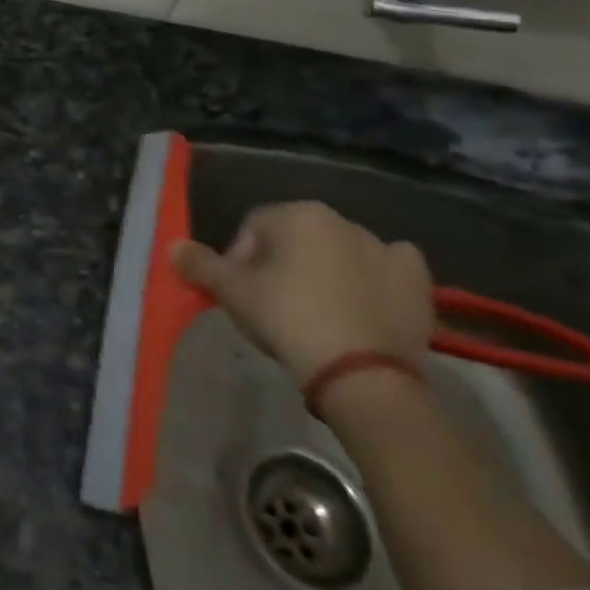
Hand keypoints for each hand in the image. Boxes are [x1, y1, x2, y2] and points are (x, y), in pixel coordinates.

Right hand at [170, 200, 432, 385]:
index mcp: (297, 214)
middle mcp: (341, 219)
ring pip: (340, 252)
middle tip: (275, 307)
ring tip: (318, 315)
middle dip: (282, 265)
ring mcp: (384, 247)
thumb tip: (174, 246)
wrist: (363, 374)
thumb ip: (201, 265)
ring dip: (325, 272)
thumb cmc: (288, 319)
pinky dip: (375, 279)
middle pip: (297, 238)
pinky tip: (365, 304)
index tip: (241, 295)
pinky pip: (387, 268)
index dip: (240, 259)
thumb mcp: (232, 293)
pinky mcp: (416, 279)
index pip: (253, 227)